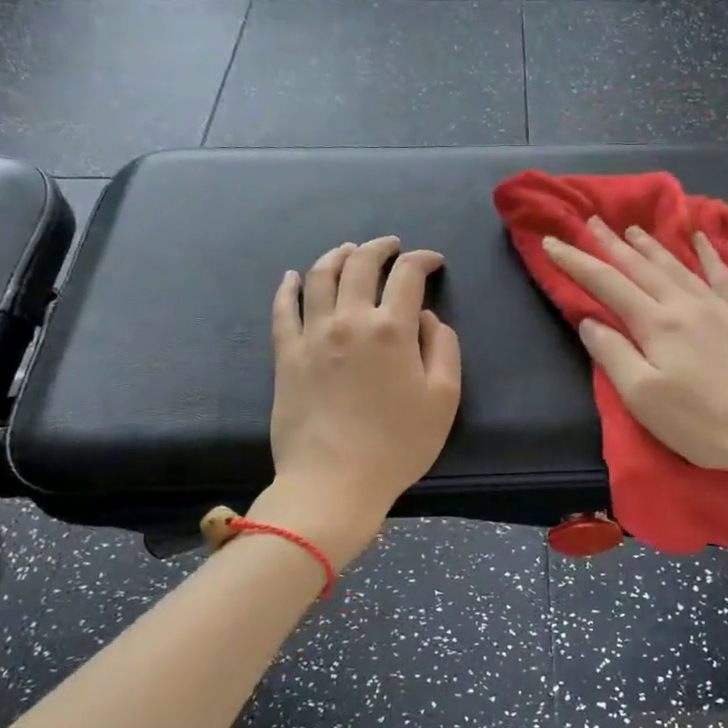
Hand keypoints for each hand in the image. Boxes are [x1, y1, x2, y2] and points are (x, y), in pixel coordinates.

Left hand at [266, 238, 461, 551]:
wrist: (333, 482)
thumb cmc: (397, 445)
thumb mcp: (443, 399)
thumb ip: (442, 348)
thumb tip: (425, 317)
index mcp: (392, 329)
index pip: (408, 275)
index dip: (423, 259)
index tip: (433, 262)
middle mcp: (349, 320)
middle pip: (361, 264)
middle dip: (380, 247)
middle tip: (392, 246)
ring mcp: (312, 335)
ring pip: (320, 276)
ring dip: (337, 255)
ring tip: (348, 250)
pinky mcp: (286, 355)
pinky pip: (283, 309)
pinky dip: (288, 287)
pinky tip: (292, 277)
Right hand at [542, 219, 727, 497]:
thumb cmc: (704, 424)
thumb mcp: (645, 399)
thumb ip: (614, 355)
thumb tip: (590, 321)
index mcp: (657, 324)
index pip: (607, 284)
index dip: (577, 262)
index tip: (552, 243)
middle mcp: (686, 304)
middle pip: (641, 267)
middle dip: (612, 244)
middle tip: (591, 221)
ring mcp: (722, 306)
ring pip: (679, 265)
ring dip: (652, 245)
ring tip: (633, 229)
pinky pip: (724, 274)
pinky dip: (710, 253)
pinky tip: (702, 240)